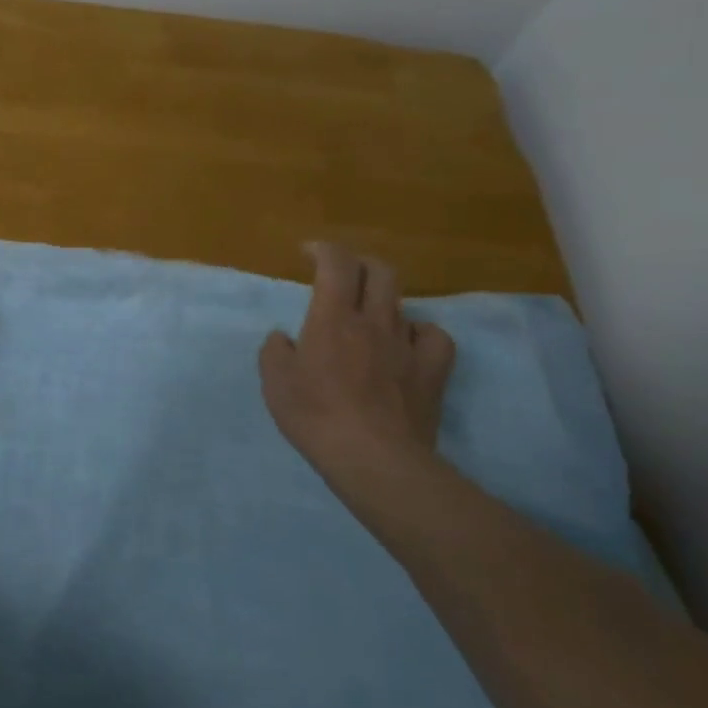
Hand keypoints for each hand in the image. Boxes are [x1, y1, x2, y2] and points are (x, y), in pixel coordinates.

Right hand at [259, 242, 456, 486]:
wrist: (373, 458)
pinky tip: (407, 343)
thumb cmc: (314, 415)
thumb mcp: (275, 382)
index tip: (308, 252)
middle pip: (380, 271)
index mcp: (332, 318)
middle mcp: (374, 322)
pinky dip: (419, 332)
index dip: (324, 249)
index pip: (336, 264)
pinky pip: (433, 336)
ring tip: (370, 314)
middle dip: (359, 263)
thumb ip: (275, 351)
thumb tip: (285, 338)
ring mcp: (408, 346)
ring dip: (384, 297)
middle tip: (340, 274)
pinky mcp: (432, 372)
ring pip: (404, 300)